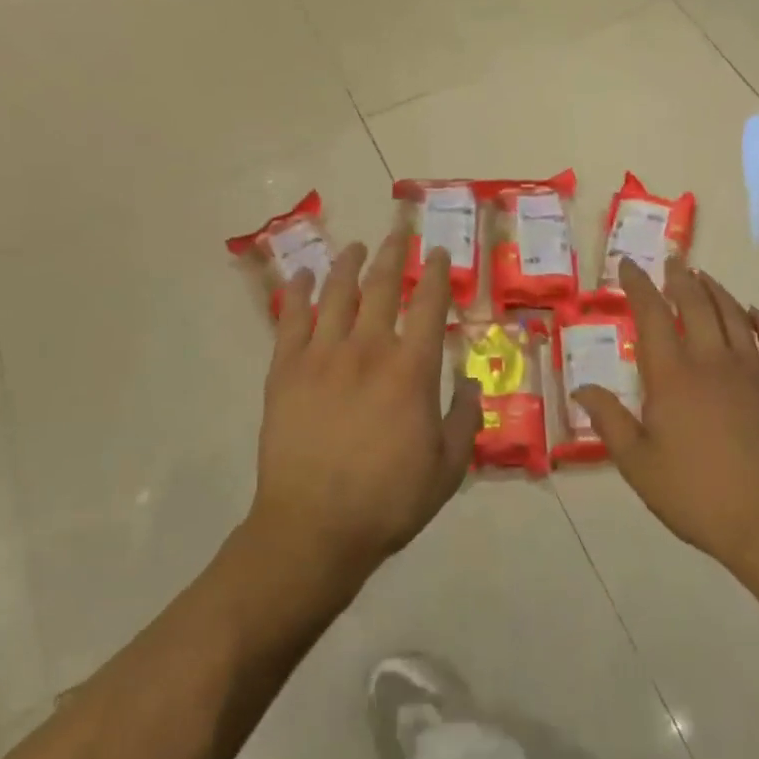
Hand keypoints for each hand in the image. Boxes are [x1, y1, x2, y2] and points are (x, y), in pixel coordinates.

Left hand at [247, 235, 481, 594]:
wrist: (313, 528)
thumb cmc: (387, 501)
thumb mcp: (447, 469)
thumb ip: (465, 420)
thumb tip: (473, 383)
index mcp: (411, 370)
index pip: (429, 305)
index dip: (436, 274)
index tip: (438, 253)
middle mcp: (368, 349)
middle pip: (382, 286)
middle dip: (393, 254)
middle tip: (398, 231)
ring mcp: (322, 356)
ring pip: (337, 294)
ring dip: (348, 264)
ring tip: (355, 247)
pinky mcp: (285, 370)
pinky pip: (292, 319)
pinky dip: (300, 293)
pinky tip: (305, 276)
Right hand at [572, 259, 758, 580]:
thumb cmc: (696, 494)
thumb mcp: (638, 464)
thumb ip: (609, 420)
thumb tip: (582, 387)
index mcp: (671, 376)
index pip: (650, 315)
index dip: (638, 285)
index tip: (630, 265)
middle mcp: (711, 359)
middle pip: (694, 303)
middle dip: (679, 278)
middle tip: (672, 263)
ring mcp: (752, 369)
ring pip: (732, 313)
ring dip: (715, 290)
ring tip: (703, 278)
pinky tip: (753, 313)